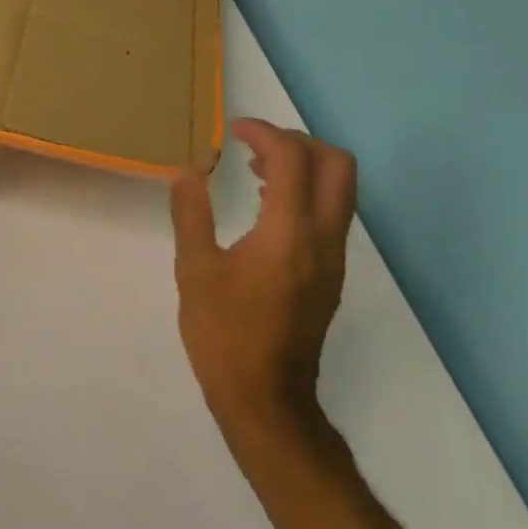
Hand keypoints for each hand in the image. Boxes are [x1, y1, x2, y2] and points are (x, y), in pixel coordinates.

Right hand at [169, 120, 356, 427]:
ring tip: (255, 170)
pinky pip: (330, 213)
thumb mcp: (194, 271)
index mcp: (288, 233)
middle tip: (255, 145)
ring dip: (304, 165)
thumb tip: (187, 171)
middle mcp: (323, 238)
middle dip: (298, 141)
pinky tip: (266, 206)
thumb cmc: (224, 334)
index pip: (292, 158)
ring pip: (340, 188)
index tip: (232, 131)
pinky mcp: (330, 273)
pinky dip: (305, 192)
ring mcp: (333, 257)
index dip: (263, 132)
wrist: (266, 398)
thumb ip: (191, 214)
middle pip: (336, 164)